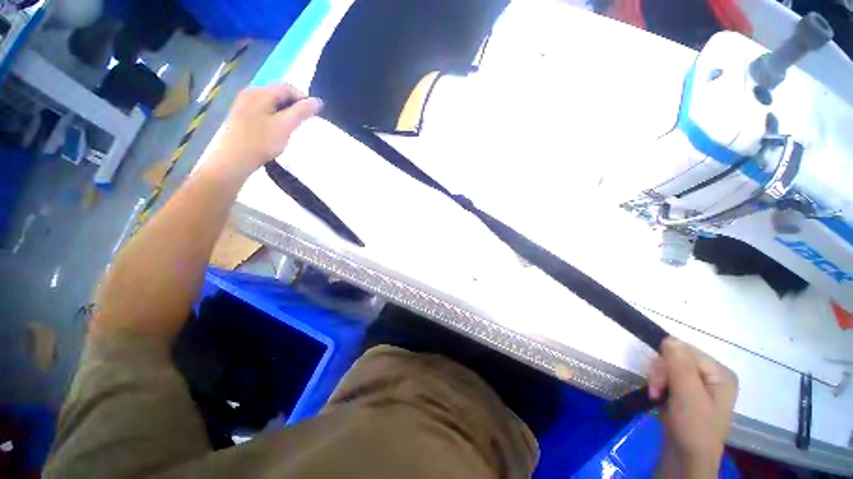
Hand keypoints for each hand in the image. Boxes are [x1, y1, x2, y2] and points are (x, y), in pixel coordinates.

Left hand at [203, 83, 322, 179]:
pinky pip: (264, 111)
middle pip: (278, 94)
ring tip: (291, 129)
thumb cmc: (261, 142)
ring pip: (272, 103)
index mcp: (260, 93)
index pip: (287, 87)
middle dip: (294, 106)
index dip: (303, 98)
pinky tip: (277, 131)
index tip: (313, 114)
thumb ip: (302, 112)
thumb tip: (318, 101)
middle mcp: (250, 93)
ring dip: (285, 113)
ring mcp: (244, 104)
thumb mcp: (285, 126)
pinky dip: (275, 118)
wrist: (234, 159)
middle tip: (303, 123)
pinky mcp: (242, 116)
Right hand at [648, 338, 737, 478]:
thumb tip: (668, 338)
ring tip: (656, 396)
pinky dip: (659, 385)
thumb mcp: (687, 396)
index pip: (685, 351)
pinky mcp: (687, 391)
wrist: (687, 458)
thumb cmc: (693, 428)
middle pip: (676, 358)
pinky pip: (667, 377)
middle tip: (656, 391)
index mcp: (720, 373)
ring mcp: (700, 384)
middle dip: (661, 373)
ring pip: (668, 366)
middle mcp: (712, 375)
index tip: (658, 383)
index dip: (666, 362)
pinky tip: (659, 397)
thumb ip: (679, 366)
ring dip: (657, 379)